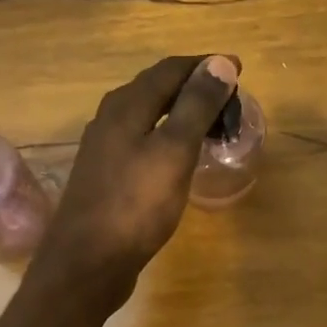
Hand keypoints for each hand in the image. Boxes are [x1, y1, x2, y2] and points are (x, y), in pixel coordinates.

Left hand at [33, 54, 239, 310]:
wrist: (87, 263)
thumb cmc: (135, 206)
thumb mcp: (173, 152)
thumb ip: (196, 106)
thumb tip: (219, 63)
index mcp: (126, 106)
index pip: (170, 69)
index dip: (205, 66)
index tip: (239, 71)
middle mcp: (109, 119)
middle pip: (155, 89)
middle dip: (193, 87)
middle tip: (229, 102)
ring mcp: (103, 149)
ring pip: (146, 116)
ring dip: (179, 113)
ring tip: (210, 126)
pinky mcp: (104, 176)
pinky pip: (140, 141)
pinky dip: (166, 137)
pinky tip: (177, 158)